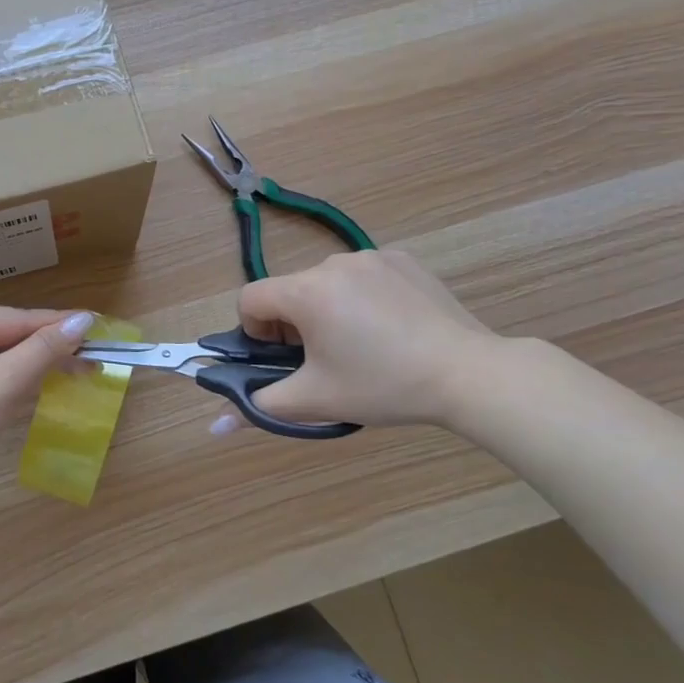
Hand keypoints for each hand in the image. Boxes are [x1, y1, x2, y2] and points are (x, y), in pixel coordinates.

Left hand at [0, 305, 96, 517]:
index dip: (62, 327)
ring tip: (74, 375)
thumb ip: (44, 350)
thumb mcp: (1, 385)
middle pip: (9, 338)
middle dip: (48, 352)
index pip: (20, 319)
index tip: (103, 330)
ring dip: (32, 371)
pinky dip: (9, 388)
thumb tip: (84, 318)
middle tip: (94, 363)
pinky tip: (33, 394)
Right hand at [218, 250, 502, 432]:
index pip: (251, 299)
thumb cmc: (383, 386)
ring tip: (364, 346)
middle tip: (326, 360)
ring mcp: (371, 256)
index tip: (285, 358)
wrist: (468, 373)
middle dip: (294, 324)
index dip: (256, 332)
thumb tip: (215, 426)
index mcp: (306, 291)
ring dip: (328, 310)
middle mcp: (332, 263)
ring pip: (327, 284)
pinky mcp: (402, 258)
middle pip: (290, 291)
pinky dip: (363, 298)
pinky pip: (363, 276)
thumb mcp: (316, 400)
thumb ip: (259, 408)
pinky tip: (392, 328)